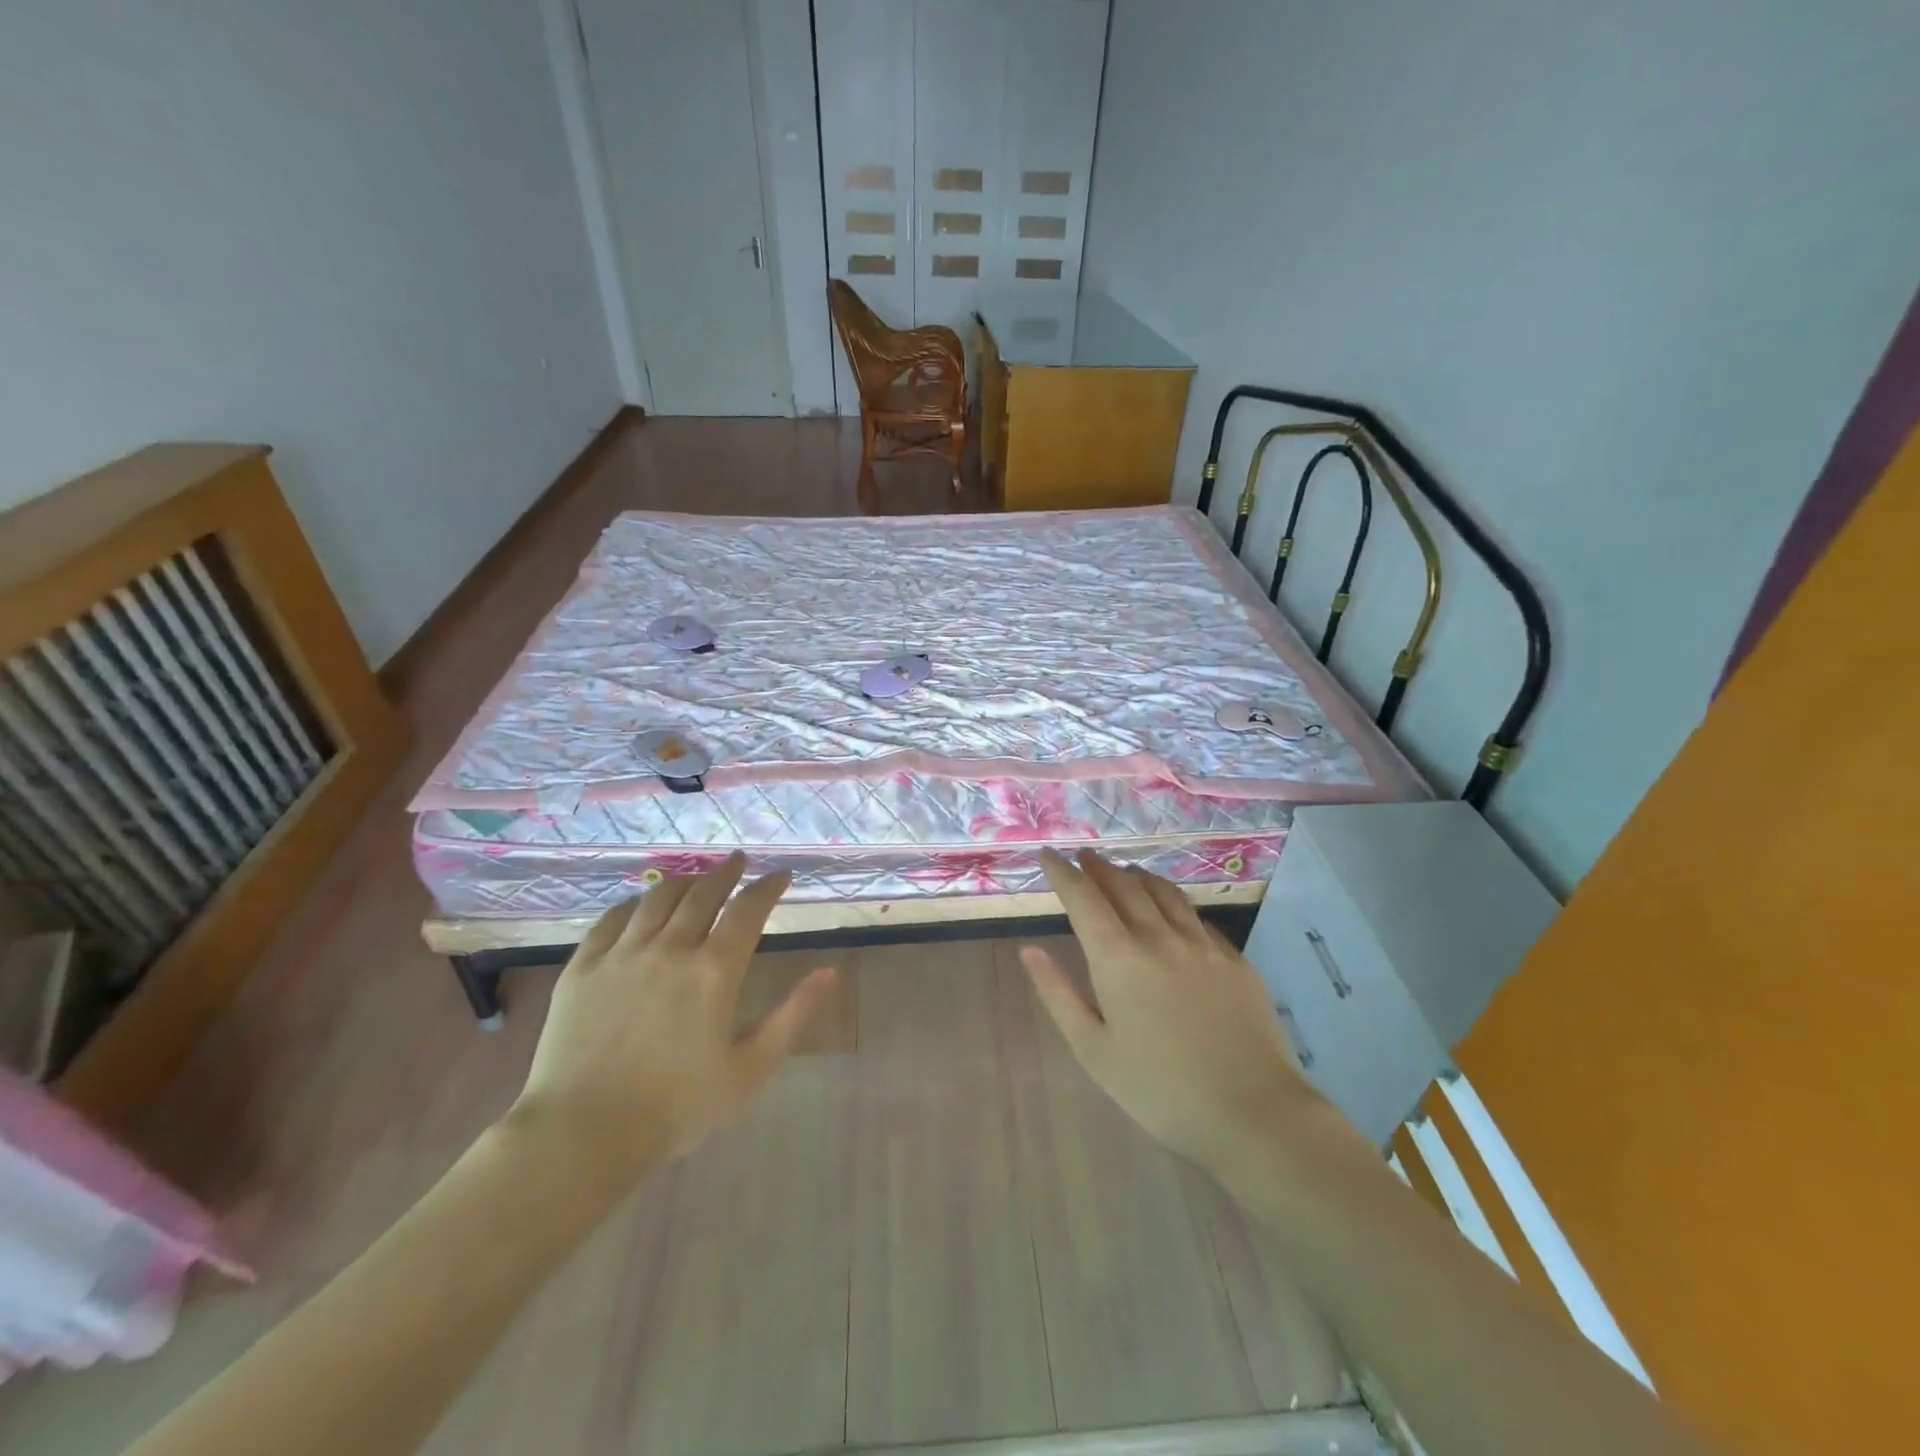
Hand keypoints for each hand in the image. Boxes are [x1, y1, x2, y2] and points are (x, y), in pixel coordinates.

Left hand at [505, 853, 835, 1186]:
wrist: (582, 1136)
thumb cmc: (677, 1108)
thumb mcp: (751, 1069)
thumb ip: (793, 1015)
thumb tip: (829, 971)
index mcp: (715, 971)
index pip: (748, 909)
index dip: (768, 886)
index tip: (781, 875)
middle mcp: (671, 948)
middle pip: (703, 893)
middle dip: (726, 872)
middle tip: (738, 860)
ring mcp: (622, 954)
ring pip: (658, 898)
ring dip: (684, 880)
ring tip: (696, 877)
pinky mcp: (583, 967)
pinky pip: (612, 919)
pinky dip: (633, 903)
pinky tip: (640, 904)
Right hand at [1022, 849, 1317, 1172]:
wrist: (1253, 1112)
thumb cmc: (1160, 1090)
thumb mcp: (1094, 1050)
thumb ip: (1058, 994)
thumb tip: (1030, 950)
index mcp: (1119, 958)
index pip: (1084, 898)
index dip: (1062, 872)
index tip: (1048, 855)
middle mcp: (1159, 937)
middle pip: (1124, 886)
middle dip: (1099, 868)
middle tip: (1084, 858)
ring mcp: (1202, 945)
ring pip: (1165, 892)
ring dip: (1138, 876)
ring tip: (1125, 872)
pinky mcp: (1235, 960)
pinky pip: (1197, 917)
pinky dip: (1175, 903)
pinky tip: (1175, 912)